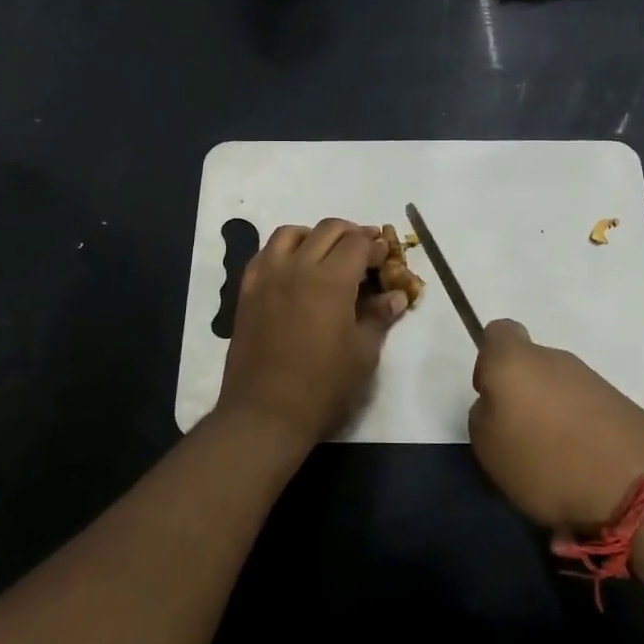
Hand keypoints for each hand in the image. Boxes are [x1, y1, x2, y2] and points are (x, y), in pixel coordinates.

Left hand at [215, 219, 409, 447]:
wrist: (265, 413)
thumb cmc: (323, 386)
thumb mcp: (363, 354)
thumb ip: (379, 317)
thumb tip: (396, 295)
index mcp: (331, 280)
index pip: (358, 244)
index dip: (376, 246)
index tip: (385, 257)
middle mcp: (297, 267)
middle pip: (327, 230)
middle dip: (351, 234)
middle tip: (365, 251)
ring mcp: (267, 277)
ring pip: (291, 233)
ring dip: (314, 235)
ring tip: (327, 253)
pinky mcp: (247, 291)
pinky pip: (265, 254)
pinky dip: (284, 251)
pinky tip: (293, 269)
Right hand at [468, 320, 643, 532]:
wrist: (638, 486)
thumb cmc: (546, 461)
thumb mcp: (488, 447)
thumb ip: (483, 414)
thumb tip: (497, 405)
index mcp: (515, 360)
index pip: (497, 332)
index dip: (488, 361)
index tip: (490, 396)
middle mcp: (555, 359)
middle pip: (530, 365)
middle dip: (524, 395)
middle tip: (519, 438)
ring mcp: (593, 380)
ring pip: (559, 389)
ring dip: (553, 415)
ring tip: (553, 461)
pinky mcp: (622, 404)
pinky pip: (586, 410)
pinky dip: (580, 431)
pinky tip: (582, 466)